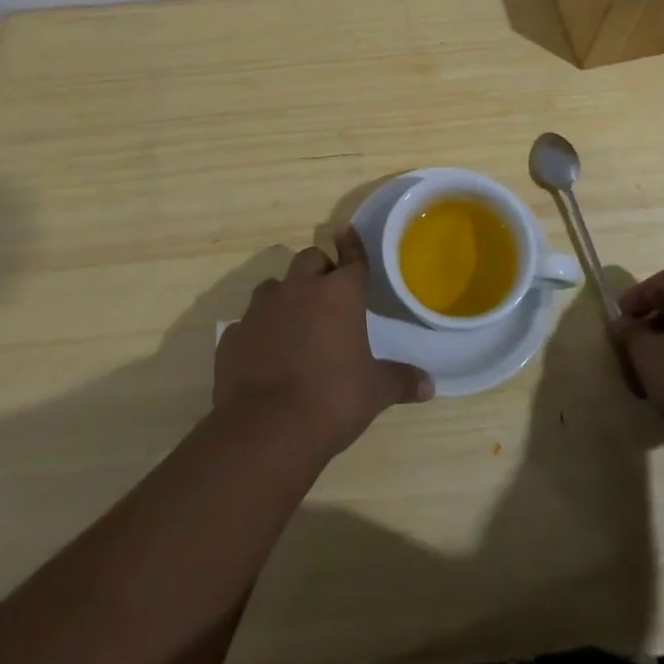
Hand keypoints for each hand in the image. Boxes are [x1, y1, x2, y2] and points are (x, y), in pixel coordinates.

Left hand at [215, 231, 431, 460]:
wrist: (265, 430)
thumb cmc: (331, 400)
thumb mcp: (375, 392)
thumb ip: (401, 381)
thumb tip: (429, 384)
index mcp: (338, 294)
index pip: (350, 258)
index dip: (352, 245)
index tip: (347, 233)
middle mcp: (299, 290)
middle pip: (309, 259)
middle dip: (319, 268)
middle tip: (328, 291)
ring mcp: (261, 309)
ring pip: (274, 285)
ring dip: (286, 294)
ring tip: (294, 319)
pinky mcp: (233, 335)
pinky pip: (248, 322)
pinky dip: (259, 329)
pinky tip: (264, 351)